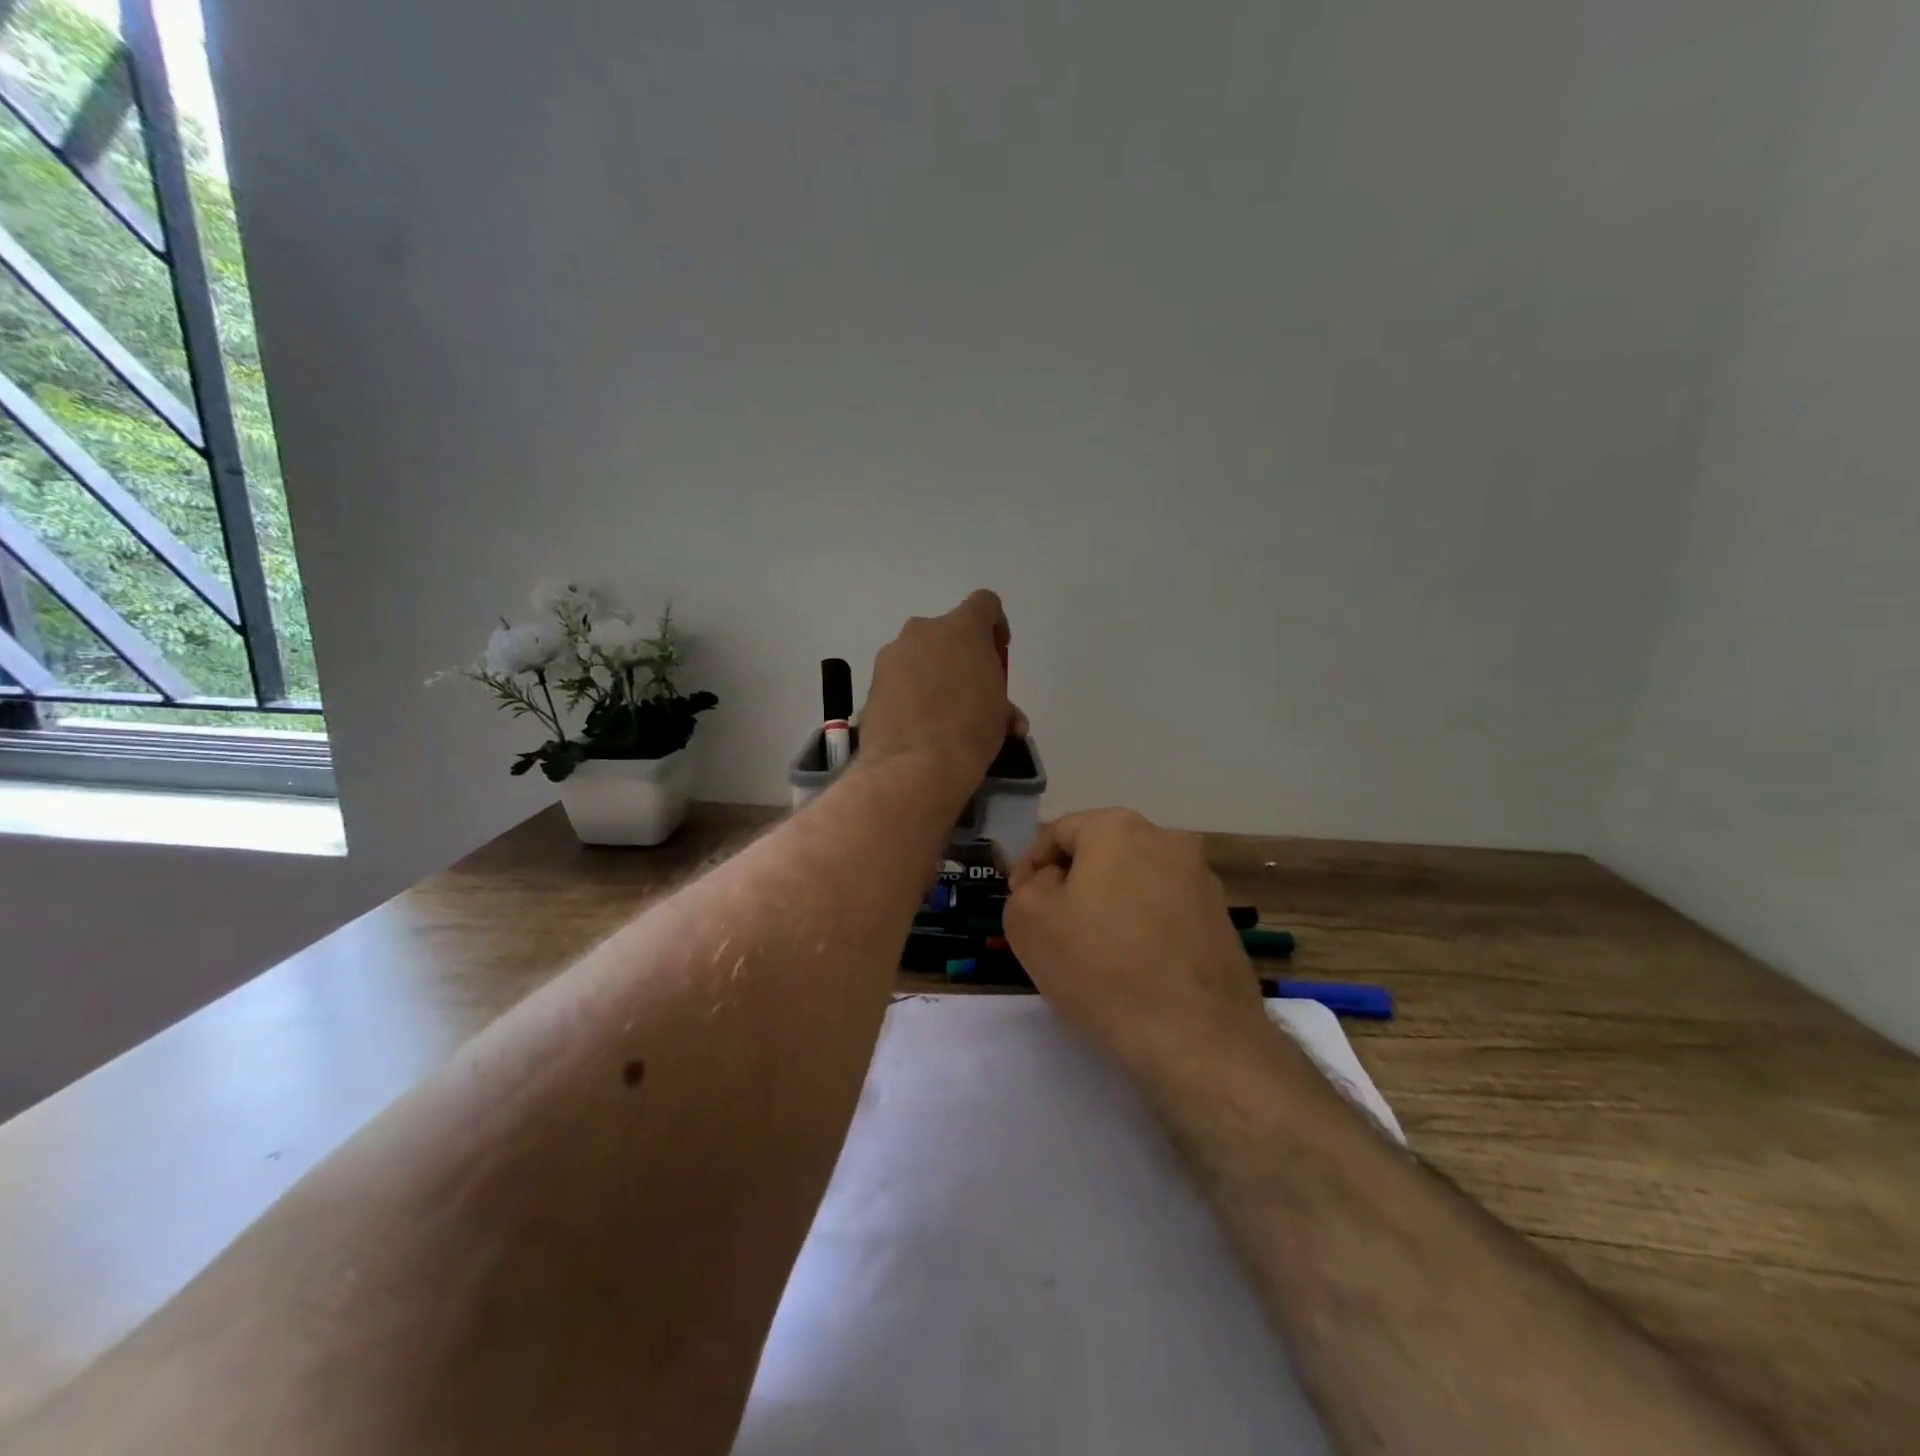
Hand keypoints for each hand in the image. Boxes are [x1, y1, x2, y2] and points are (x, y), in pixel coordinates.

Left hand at [859, 590, 1026, 794]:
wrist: (915, 766)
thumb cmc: (970, 731)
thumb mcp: (1000, 715)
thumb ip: (1001, 702)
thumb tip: (1005, 717)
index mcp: (963, 628)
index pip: (984, 603)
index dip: (994, 625)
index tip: (996, 653)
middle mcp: (924, 631)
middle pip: (947, 632)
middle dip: (959, 656)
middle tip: (968, 692)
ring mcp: (892, 655)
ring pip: (918, 656)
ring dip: (931, 675)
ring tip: (940, 715)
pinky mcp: (872, 682)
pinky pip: (898, 679)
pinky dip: (908, 694)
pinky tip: (917, 725)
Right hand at [1003, 808, 1268, 1087]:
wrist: (1197, 1038)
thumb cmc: (1101, 968)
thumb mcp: (1028, 921)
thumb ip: (1026, 887)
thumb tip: (1052, 882)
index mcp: (1117, 827)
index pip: (1057, 833)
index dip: (1030, 868)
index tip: (1021, 906)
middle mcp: (1166, 839)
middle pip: (1099, 854)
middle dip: (1071, 886)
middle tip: (1052, 930)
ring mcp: (1202, 879)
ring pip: (1134, 883)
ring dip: (1109, 907)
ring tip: (1094, 956)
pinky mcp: (1221, 920)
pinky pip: (1165, 912)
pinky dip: (1143, 930)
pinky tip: (1133, 970)